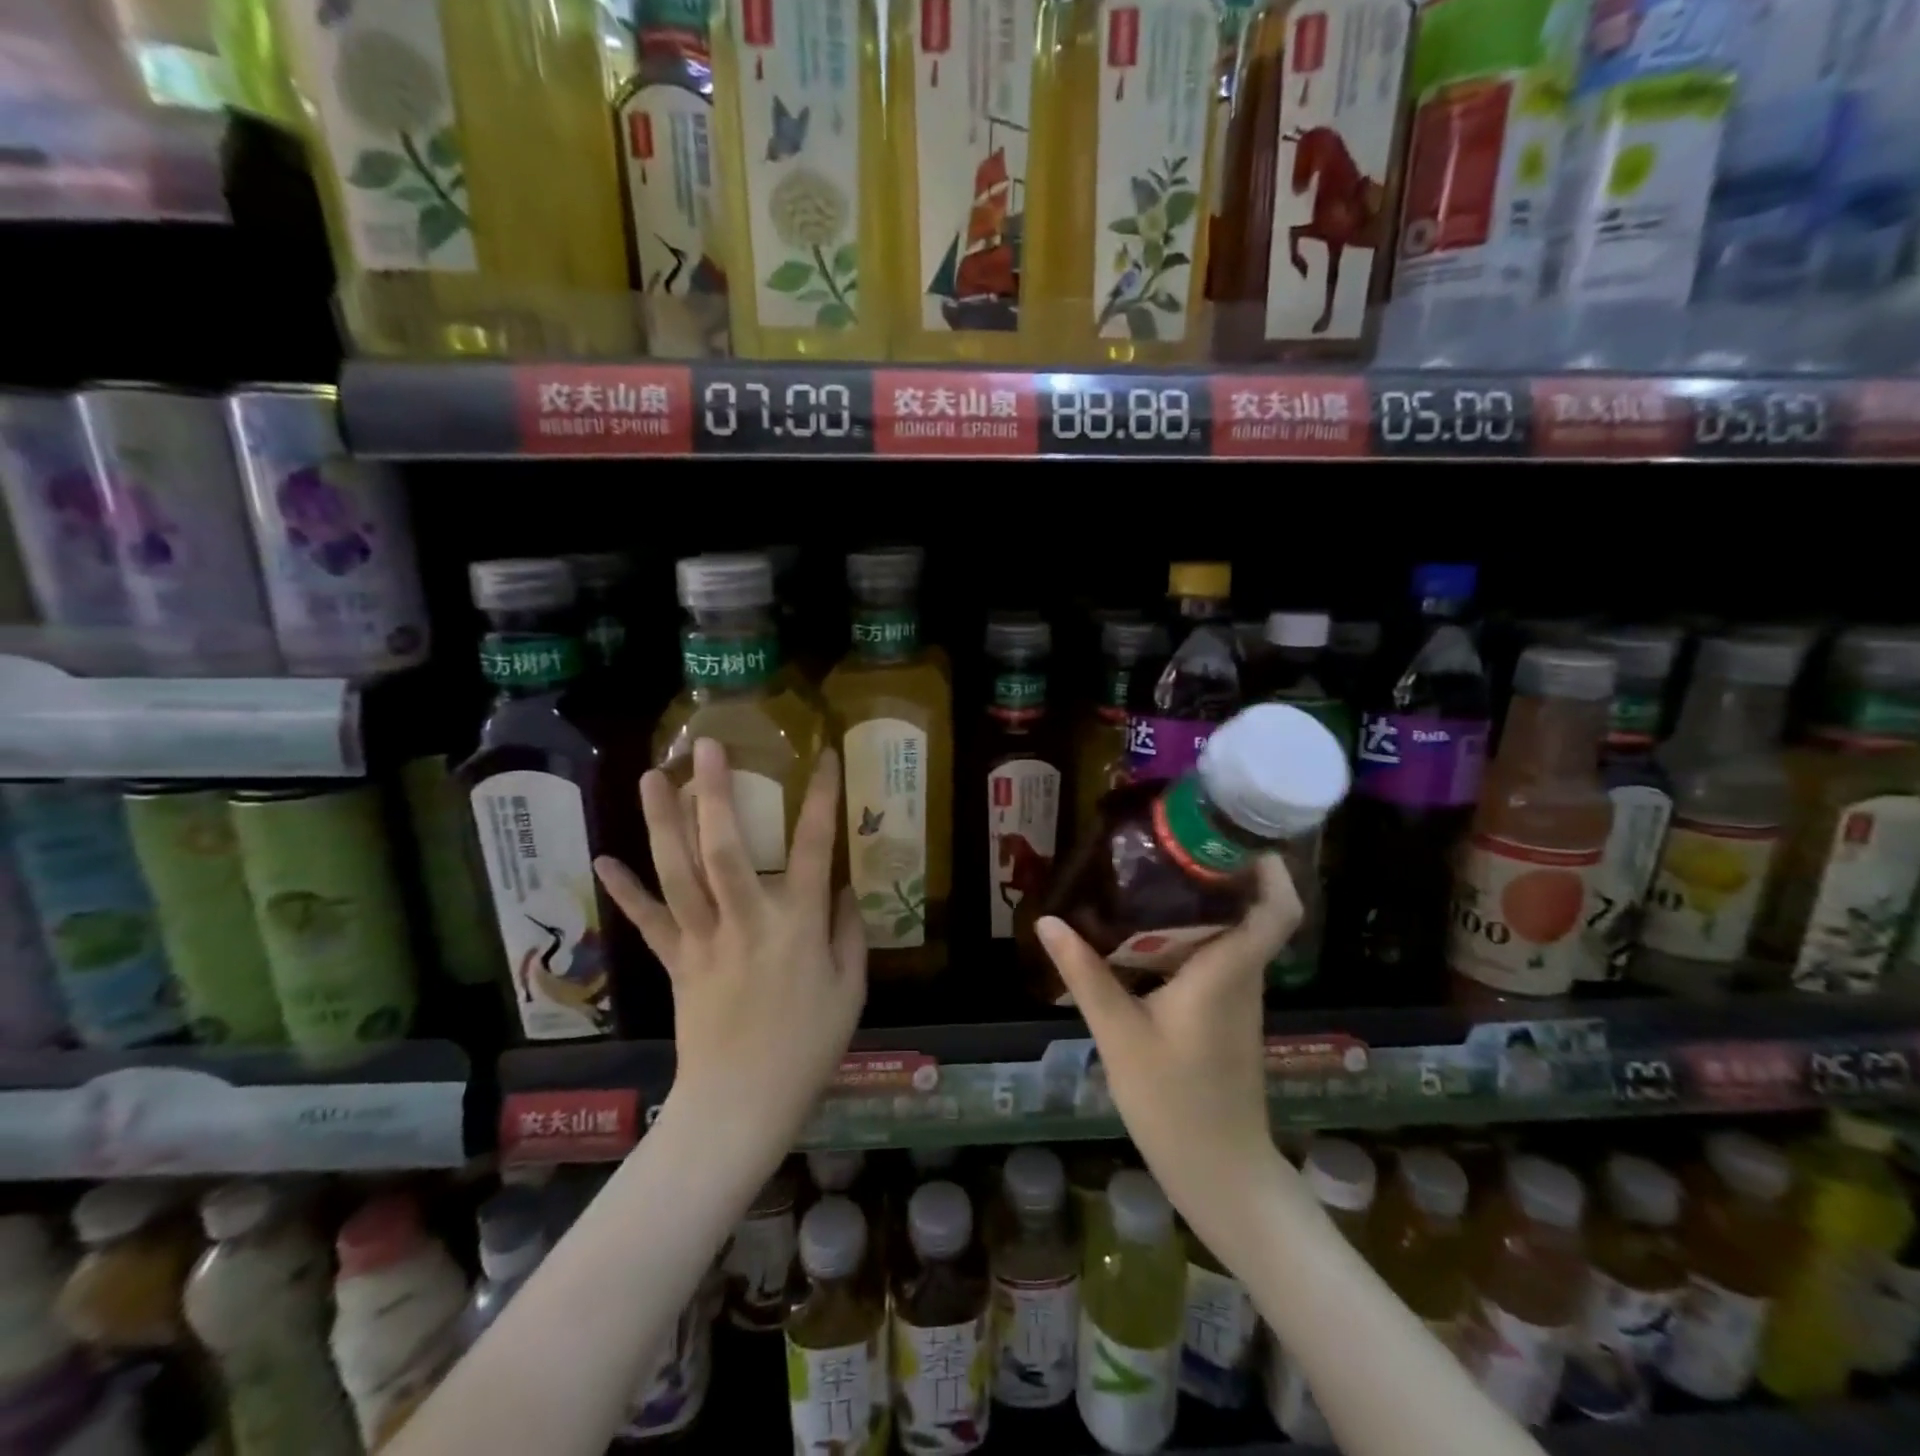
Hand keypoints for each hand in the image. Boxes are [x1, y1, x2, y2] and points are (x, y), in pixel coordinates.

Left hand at [595, 739, 865, 1152]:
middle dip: (714, 794)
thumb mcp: (852, 990)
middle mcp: (747, 921)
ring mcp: (704, 940)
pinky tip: (604, 859)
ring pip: (678, 874)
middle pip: (726, 849)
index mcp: (799, 926)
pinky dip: (625, 891)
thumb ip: (849, 931)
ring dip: (662, 824)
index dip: (822, 799)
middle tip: (706, 748)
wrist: (741, 1106)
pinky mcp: (676, 962)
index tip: (826, 757)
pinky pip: (647, 922)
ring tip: (652, 777)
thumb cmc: (809, 1048)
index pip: (816, 848)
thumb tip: (843, 887)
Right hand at [1035, 856, 1302, 1257]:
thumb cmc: (1175, 1103)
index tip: (1235, 837)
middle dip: (1218, 873)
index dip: (1270, 870)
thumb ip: (1085, 974)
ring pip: (1230, 935)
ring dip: (1200, 904)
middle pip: (1249, 911)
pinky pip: (1215, 959)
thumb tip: (1048, 921)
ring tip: (1149, 877)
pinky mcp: (1227, 1017)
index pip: (1277, 911)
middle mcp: (1242, 977)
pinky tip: (1146, 936)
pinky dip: (1189, 937)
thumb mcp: (1119, 1035)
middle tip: (1169, 843)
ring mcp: (1238, 999)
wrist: (1221, 1175)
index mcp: (1226, 972)